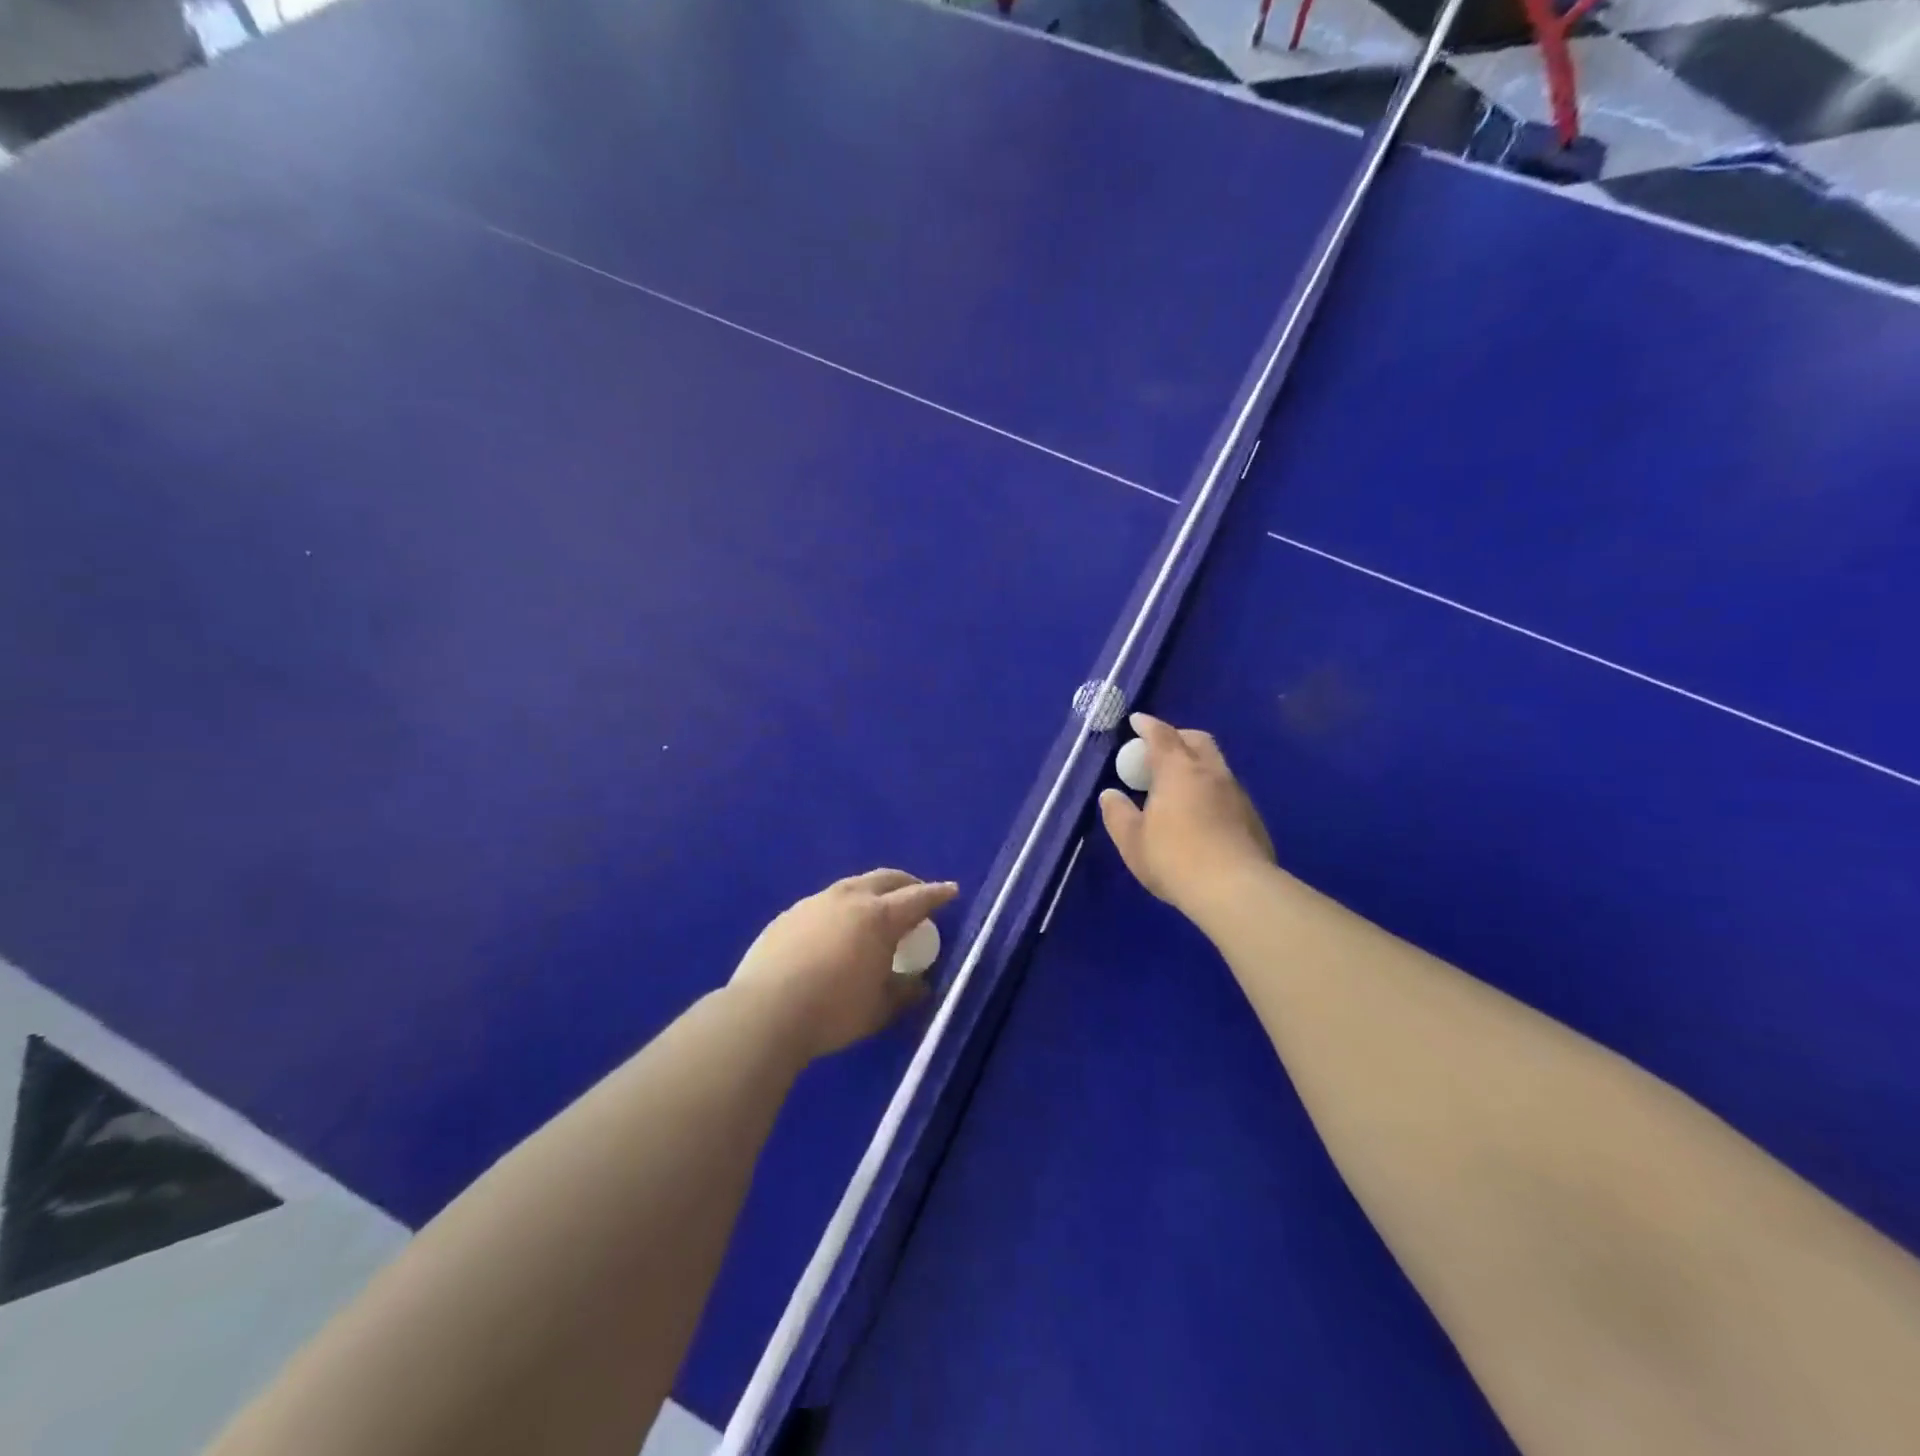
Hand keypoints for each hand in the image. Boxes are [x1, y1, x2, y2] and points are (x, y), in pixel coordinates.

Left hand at [729, 869, 959, 1059]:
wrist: (764, 1012)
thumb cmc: (833, 1010)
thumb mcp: (879, 1008)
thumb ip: (904, 992)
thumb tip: (920, 985)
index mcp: (879, 917)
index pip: (917, 898)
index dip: (937, 894)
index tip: (951, 890)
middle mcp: (848, 899)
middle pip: (885, 879)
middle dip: (905, 883)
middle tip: (916, 893)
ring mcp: (814, 903)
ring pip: (851, 886)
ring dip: (870, 892)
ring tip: (874, 910)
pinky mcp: (788, 915)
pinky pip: (824, 903)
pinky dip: (840, 908)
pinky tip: (834, 930)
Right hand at [1099, 714, 1273, 917]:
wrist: (1235, 890)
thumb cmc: (1174, 859)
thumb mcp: (1132, 841)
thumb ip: (1118, 814)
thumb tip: (1111, 795)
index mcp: (1179, 770)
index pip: (1162, 735)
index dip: (1148, 725)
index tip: (1137, 721)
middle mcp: (1211, 773)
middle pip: (1197, 740)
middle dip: (1178, 737)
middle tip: (1159, 750)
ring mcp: (1237, 794)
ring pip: (1216, 765)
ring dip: (1197, 765)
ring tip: (1179, 786)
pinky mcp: (1253, 817)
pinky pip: (1227, 791)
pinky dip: (1211, 790)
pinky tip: (1202, 814)